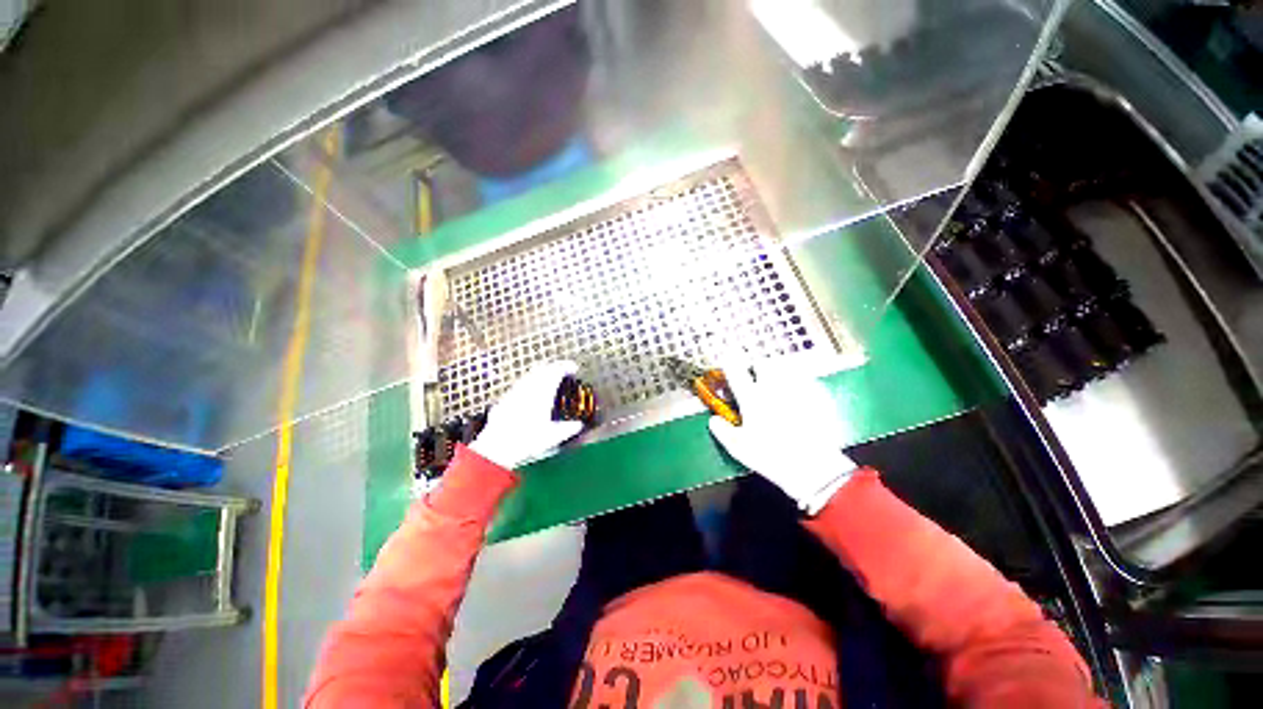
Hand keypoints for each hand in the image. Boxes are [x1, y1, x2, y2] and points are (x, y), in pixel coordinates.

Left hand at [470, 360, 584, 468]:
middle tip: (562, 371)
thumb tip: (578, 426)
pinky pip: (520, 385)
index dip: (566, 366)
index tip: (573, 368)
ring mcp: (515, 392)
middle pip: (543, 369)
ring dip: (541, 374)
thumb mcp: (552, 437)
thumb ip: (568, 429)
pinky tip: (530, 393)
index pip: (556, 371)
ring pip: (530, 375)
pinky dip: (529, 383)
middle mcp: (529, 388)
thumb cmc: (525, 440)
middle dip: (554, 367)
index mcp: (543, 392)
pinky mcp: (505, 399)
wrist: (496, 447)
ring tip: (548, 380)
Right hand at [708, 360, 857, 514]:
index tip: (728, 357)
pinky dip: (801, 383)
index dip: (730, 362)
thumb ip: (723, 431)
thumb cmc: (771, 457)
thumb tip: (713, 421)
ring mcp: (796, 390)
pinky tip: (801, 394)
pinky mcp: (816, 397)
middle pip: (763, 363)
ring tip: (779, 381)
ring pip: (785, 368)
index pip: (736, 372)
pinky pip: (806, 380)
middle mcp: (772, 389)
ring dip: (778, 371)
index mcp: (752, 399)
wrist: (812, 467)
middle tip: (757, 374)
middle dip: (758, 366)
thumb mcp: (739, 448)